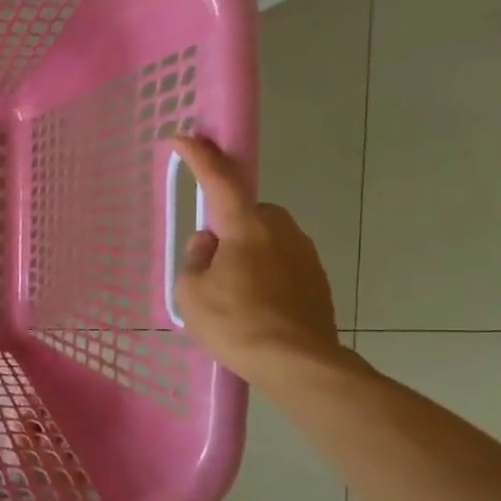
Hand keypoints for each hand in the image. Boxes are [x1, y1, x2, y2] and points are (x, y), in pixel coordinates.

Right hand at [171, 135, 343, 386]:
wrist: (297, 363)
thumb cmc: (235, 323)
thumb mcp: (191, 292)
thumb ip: (195, 258)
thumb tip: (209, 242)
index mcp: (246, 226)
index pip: (220, 180)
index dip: (200, 157)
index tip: (184, 138)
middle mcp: (280, 230)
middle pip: (249, 211)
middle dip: (230, 223)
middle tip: (210, 257)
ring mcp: (304, 254)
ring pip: (267, 238)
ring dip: (248, 251)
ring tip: (231, 291)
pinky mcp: (317, 279)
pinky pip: (282, 262)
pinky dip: (265, 273)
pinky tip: (254, 305)